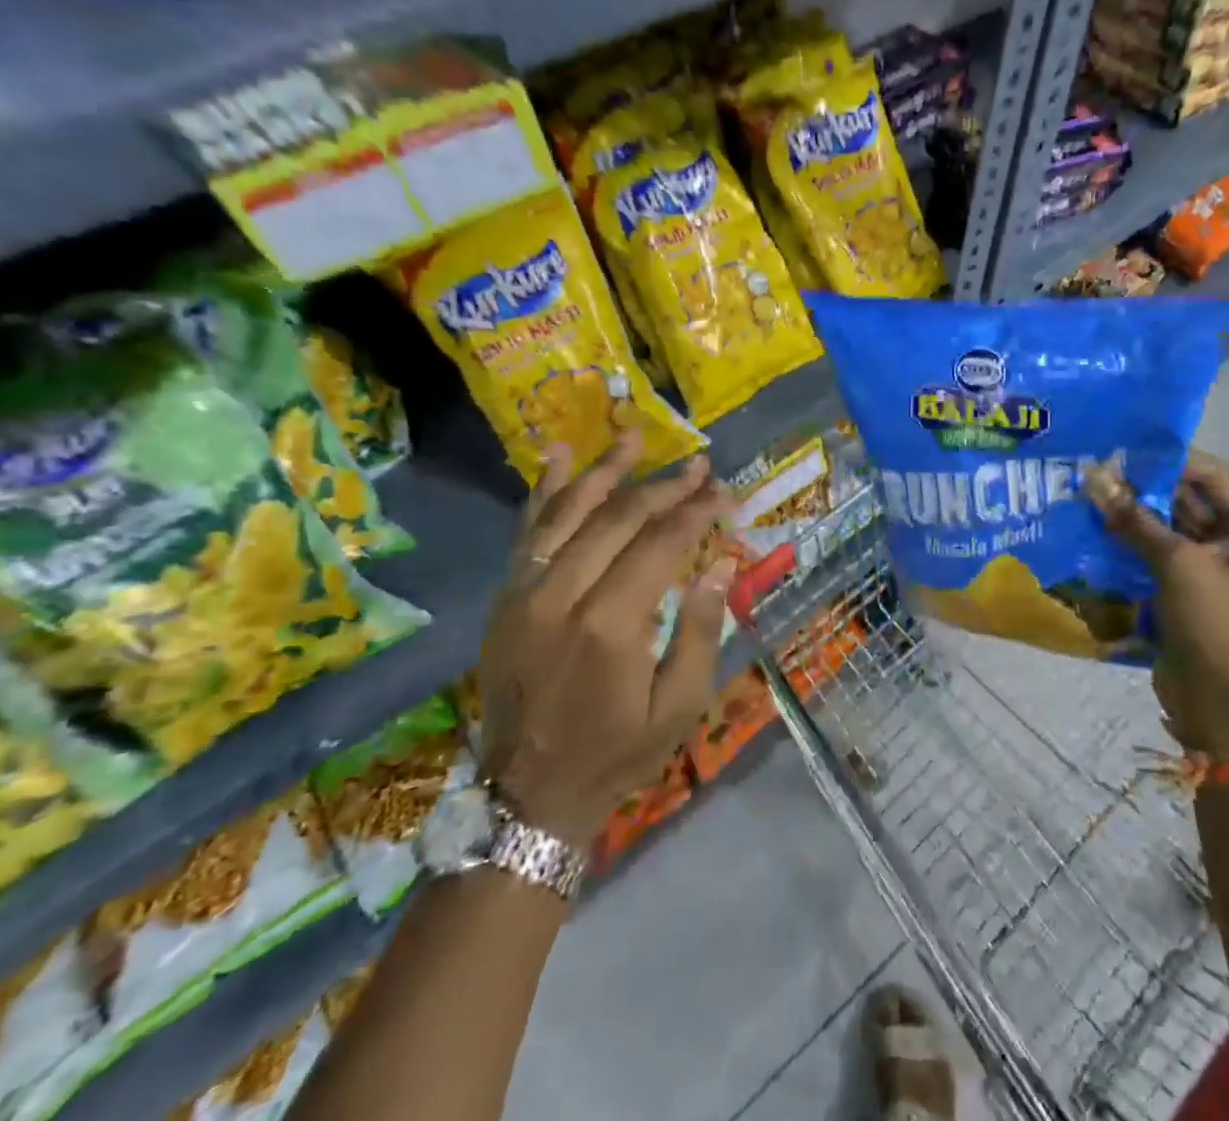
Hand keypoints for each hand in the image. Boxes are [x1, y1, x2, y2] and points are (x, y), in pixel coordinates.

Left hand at [478, 429, 735, 846]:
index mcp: (610, 625)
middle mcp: (562, 596)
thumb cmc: (617, 752)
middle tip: (698, 464)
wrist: (528, 794)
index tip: (723, 490)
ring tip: (633, 434)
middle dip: (664, 486)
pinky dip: (544, 490)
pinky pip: (527, 532)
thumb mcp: (679, 707)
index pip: (661, 544)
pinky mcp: (505, 597)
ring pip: (568, 512)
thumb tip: (718, 563)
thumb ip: (700, 630)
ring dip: (605, 470)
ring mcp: (525, 593)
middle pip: (619, 518)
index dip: (696, 511)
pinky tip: (559, 454)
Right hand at [1088, 451, 1228, 754]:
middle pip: (1186, 497)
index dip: (1166, 461)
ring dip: (1131, 511)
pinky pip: (1155, 548)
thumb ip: (1135, 520)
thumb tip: (1093, 478)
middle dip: (1142, 486)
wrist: (1217, 703)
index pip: (1210, 475)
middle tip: (1094, 470)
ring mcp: (1211, 562)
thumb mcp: (1177, 564)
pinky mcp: (1184, 584)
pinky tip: (1093, 525)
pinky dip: (1129, 538)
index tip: (1119, 452)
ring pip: (1166, 522)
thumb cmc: (1214, 625)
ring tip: (1087, 493)